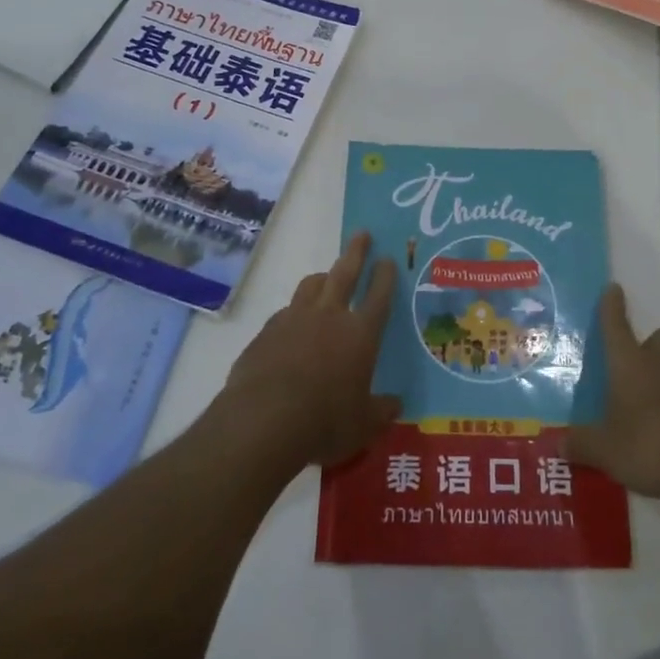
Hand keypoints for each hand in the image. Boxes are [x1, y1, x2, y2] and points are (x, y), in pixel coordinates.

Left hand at [220, 232, 399, 470]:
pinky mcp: (266, 332)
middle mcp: (330, 316)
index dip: (385, 276)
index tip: (387, 259)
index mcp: (361, 334)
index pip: (379, 296)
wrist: (263, 420)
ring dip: (322, 277)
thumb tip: (396, 405)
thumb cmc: (325, 422)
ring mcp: (294, 319)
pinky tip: (292, 324)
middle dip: (356, 252)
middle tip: (362, 234)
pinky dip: (294, 312)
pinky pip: (285, 312)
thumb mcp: (362, 425)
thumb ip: (380, 411)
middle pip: (345, 273)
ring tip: (326, 276)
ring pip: (311, 285)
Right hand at [566, 285, 659, 500]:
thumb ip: (581, 444)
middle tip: (633, 367)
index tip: (613, 288)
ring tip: (646, 409)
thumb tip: (560, 443)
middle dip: (648, 345)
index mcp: (630, 363)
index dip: (612, 306)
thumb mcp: (606, 450)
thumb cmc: (650, 444)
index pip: (616, 325)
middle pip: (659, 338)